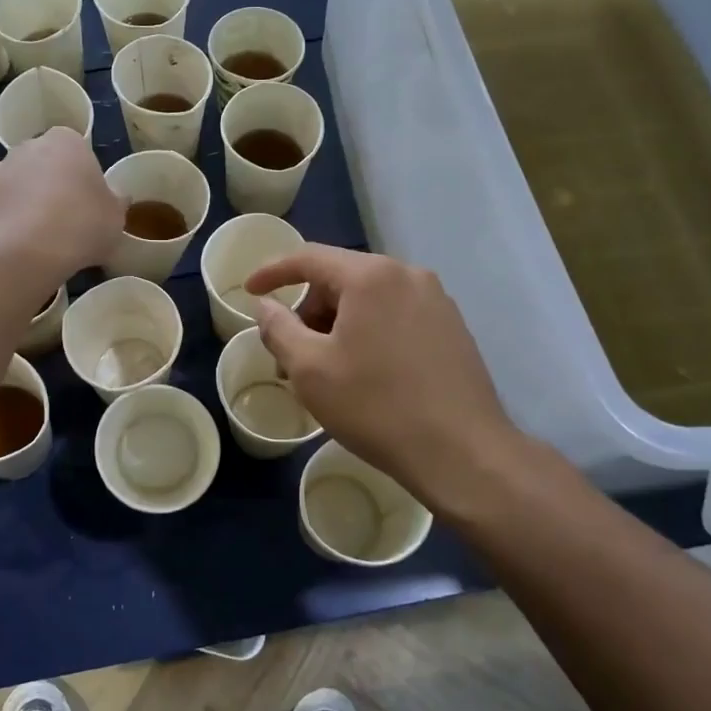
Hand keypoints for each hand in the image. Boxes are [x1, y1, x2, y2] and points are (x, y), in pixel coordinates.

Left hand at [0, 127, 120, 279]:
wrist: (27, 252)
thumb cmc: (82, 224)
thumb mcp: (116, 216)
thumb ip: (115, 201)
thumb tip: (118, 196)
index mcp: (64, 142)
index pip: (74, 149)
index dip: (80, 176)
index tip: (87, 202)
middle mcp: (24, 147)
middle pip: (38, 163)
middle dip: (46, 185)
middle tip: (62, 220)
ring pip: (10, 186)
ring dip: (20, 203)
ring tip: (35, 240)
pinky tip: (11, 249)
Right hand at [247, 246, 519, 505]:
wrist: (463, 453)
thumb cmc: (376, 406)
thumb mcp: (310, 370)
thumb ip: (279, 329)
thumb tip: (265, 305)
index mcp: (371, 276)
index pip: (308, 257)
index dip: (272, 272)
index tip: (248, 291)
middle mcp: (407, 275)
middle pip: (340, 279)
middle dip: (309, 311)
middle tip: (292, 356)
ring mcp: (436, 300)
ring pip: (369, 300)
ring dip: (338, 325)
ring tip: (328, 372)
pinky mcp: (452, 327)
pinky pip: (395, 316)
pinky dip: (369, 333)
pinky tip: (366, 374)